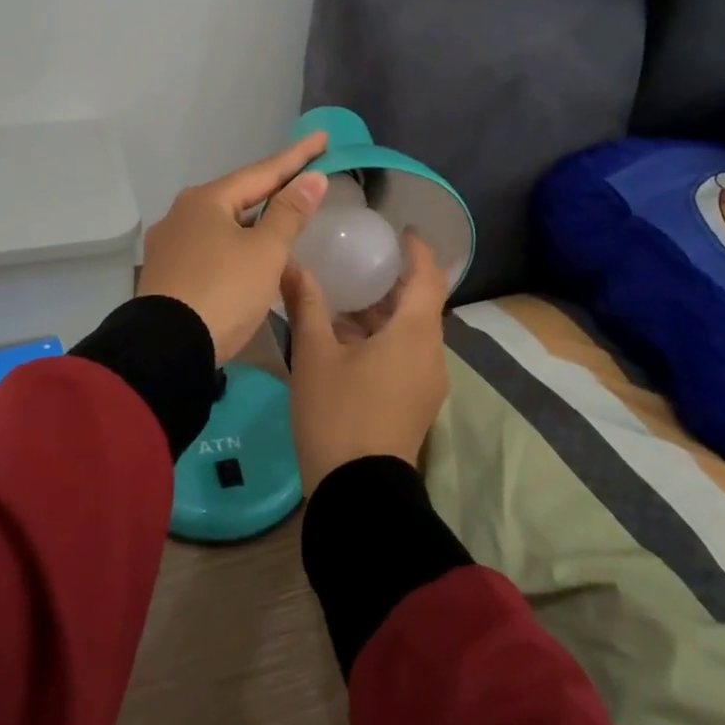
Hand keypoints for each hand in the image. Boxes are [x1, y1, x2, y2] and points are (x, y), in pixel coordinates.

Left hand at [136, 132, 330, 363]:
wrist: (165, 348)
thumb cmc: (223, 291)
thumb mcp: (265, 252)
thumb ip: (290, 213)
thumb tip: (312, 178)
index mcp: (207, 200)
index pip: (262, 172)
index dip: (296, 157)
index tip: (322, 138)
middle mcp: (181, 213)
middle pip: (238, 194)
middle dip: (271, 187)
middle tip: (302, 178)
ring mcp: (169, 243)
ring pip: (221, 223)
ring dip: (252, 219)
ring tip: (279, 216)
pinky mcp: (165, 272)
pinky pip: (209, 246)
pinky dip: (234, 243)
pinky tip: (246, 254)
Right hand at [283, 231, 448, 497]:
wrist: (358, 494)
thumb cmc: (338, 413)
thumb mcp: (315, 355)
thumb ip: (306, 304)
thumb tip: (293, 266)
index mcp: (415, 333)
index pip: (427, 277)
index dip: (417, 250)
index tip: (401, 230)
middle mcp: (431, 353)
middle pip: (421, 303)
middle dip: (395, 279)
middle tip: (362, 258)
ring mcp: (427, 382)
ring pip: (412, 331)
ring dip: (386, 311)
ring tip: (347, 295)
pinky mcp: (416, 403)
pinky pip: (407, 354)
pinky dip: (385, 336)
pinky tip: (347, 338)